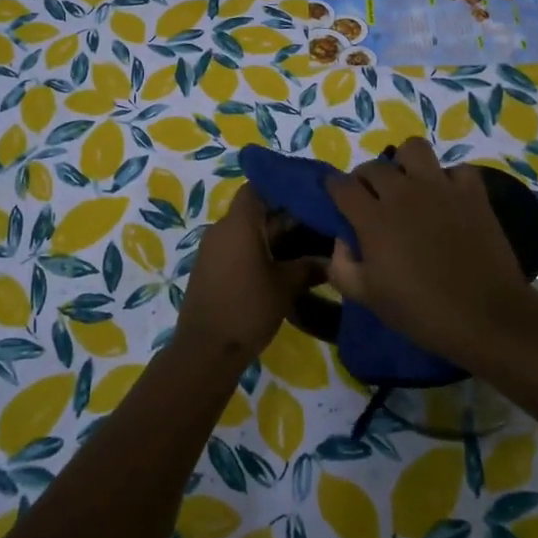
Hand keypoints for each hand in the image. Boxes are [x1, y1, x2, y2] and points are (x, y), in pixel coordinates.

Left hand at [178, 183, 320, 359]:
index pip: (258, 187)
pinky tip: (284, 266)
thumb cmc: (247, 309)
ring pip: (248, 231)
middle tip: (319, 223)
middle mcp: (222, 229)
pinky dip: (260, 251)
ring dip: (275, 237)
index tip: (308, 194)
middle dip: (286, 216)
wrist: (205, 351)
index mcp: (239, 223)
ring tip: (308, 245)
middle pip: (256, 210)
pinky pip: (238, 248)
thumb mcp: (286, 287)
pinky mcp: (211, 269)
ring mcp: (214, 250)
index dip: (282, 187)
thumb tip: (332, 259)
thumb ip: (309, 267)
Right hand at [324, 137, 530, 367]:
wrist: (485, 316)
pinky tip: (447, 196)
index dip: (334, 188)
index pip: (342, 186)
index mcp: (373, 219)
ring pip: (414, 148)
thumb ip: (342, 267)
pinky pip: (457, 169)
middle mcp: (402, 193)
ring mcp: (440, 188)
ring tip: (408, 183)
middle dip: (365, 178)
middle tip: (371, 198)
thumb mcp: (368, 298)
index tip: (336, 197)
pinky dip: (449, 178)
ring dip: (405, 162)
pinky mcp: (472, 193)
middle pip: (374, 166)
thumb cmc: (421, 311)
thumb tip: (341, 241)